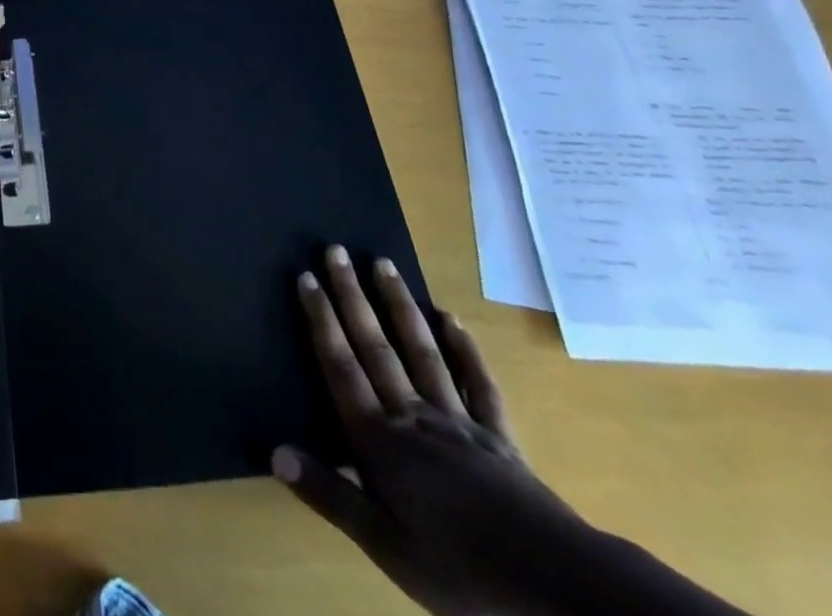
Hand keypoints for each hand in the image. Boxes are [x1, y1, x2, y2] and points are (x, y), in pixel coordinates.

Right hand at [274, 246, 591, 615]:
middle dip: (353, 297)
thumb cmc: (460, 569)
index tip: (306, 276)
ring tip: (383, 263)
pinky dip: (464, 348)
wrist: (556, 587)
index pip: (341, 367)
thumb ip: (329, 494)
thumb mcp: (385, 546)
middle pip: (376, 347)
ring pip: (421, 351)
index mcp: (380, 441)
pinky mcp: (498, 436)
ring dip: (399, 305)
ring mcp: (458, 421)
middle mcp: (412, 417)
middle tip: (336, 250)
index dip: (321, 320)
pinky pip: (477, 383)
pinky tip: (451, 317)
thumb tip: (275, 450)